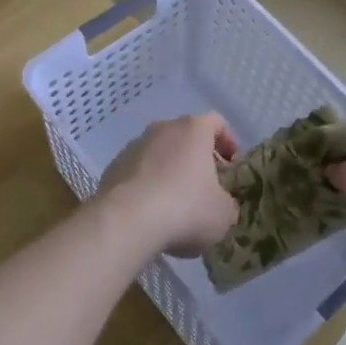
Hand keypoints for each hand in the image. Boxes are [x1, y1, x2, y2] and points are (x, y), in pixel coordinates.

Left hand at [98, 113, 239, 257]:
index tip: (231, 167)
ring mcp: (135, 145)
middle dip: (197, 159)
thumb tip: (222, 204)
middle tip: (206, 187)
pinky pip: (138, 171)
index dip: (228, 142)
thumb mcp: (223, 214)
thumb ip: (228, 203)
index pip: (217, 123)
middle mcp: (163, 128)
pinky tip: (150, 212)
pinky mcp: (114, 166)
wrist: (126, 221)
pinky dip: (147, 185)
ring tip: (176, 204)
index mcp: (194, 129)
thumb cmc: (185, 208)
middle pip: (186, 136)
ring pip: (160, 153)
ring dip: (170, 171)